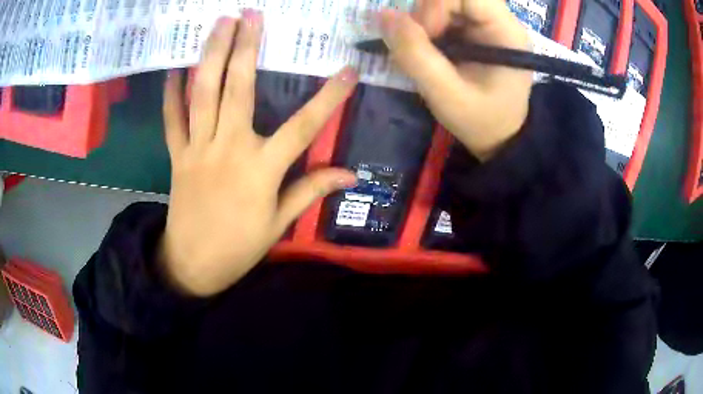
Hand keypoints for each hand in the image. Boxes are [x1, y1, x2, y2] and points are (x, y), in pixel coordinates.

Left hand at [160, 11, 357, 296]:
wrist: (193, 264)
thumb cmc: (240, 247)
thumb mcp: (279, 223)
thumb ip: (311, 190)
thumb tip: (351, 175)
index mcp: (261, 169)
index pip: (303, 126)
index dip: (329, 98)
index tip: (348, 70)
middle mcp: (228, 149)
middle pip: (237, 89)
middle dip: (246, 48)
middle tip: (251, 15)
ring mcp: (198, 149)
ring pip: (202, 94)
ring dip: (210, 56)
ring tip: (219, 25)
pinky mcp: (177, 156)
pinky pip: (172, 120)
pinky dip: (171, 94)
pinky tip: (173, 69)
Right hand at [380, 0, 532, 159]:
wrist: (498, 138)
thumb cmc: (481, 121)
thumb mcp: (447, 96)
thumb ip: (416, 56)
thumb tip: (384, 15)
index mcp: (505, 31)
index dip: (436, 6)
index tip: (428, 36)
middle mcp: (498, 19)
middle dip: (426, 15)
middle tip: (423, 46)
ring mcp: (484, 23)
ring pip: (441, 2)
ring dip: (423, 23)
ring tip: (428, 54)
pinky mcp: (472, 28)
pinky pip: (440, 13)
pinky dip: (426, 28)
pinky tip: (431, 51)